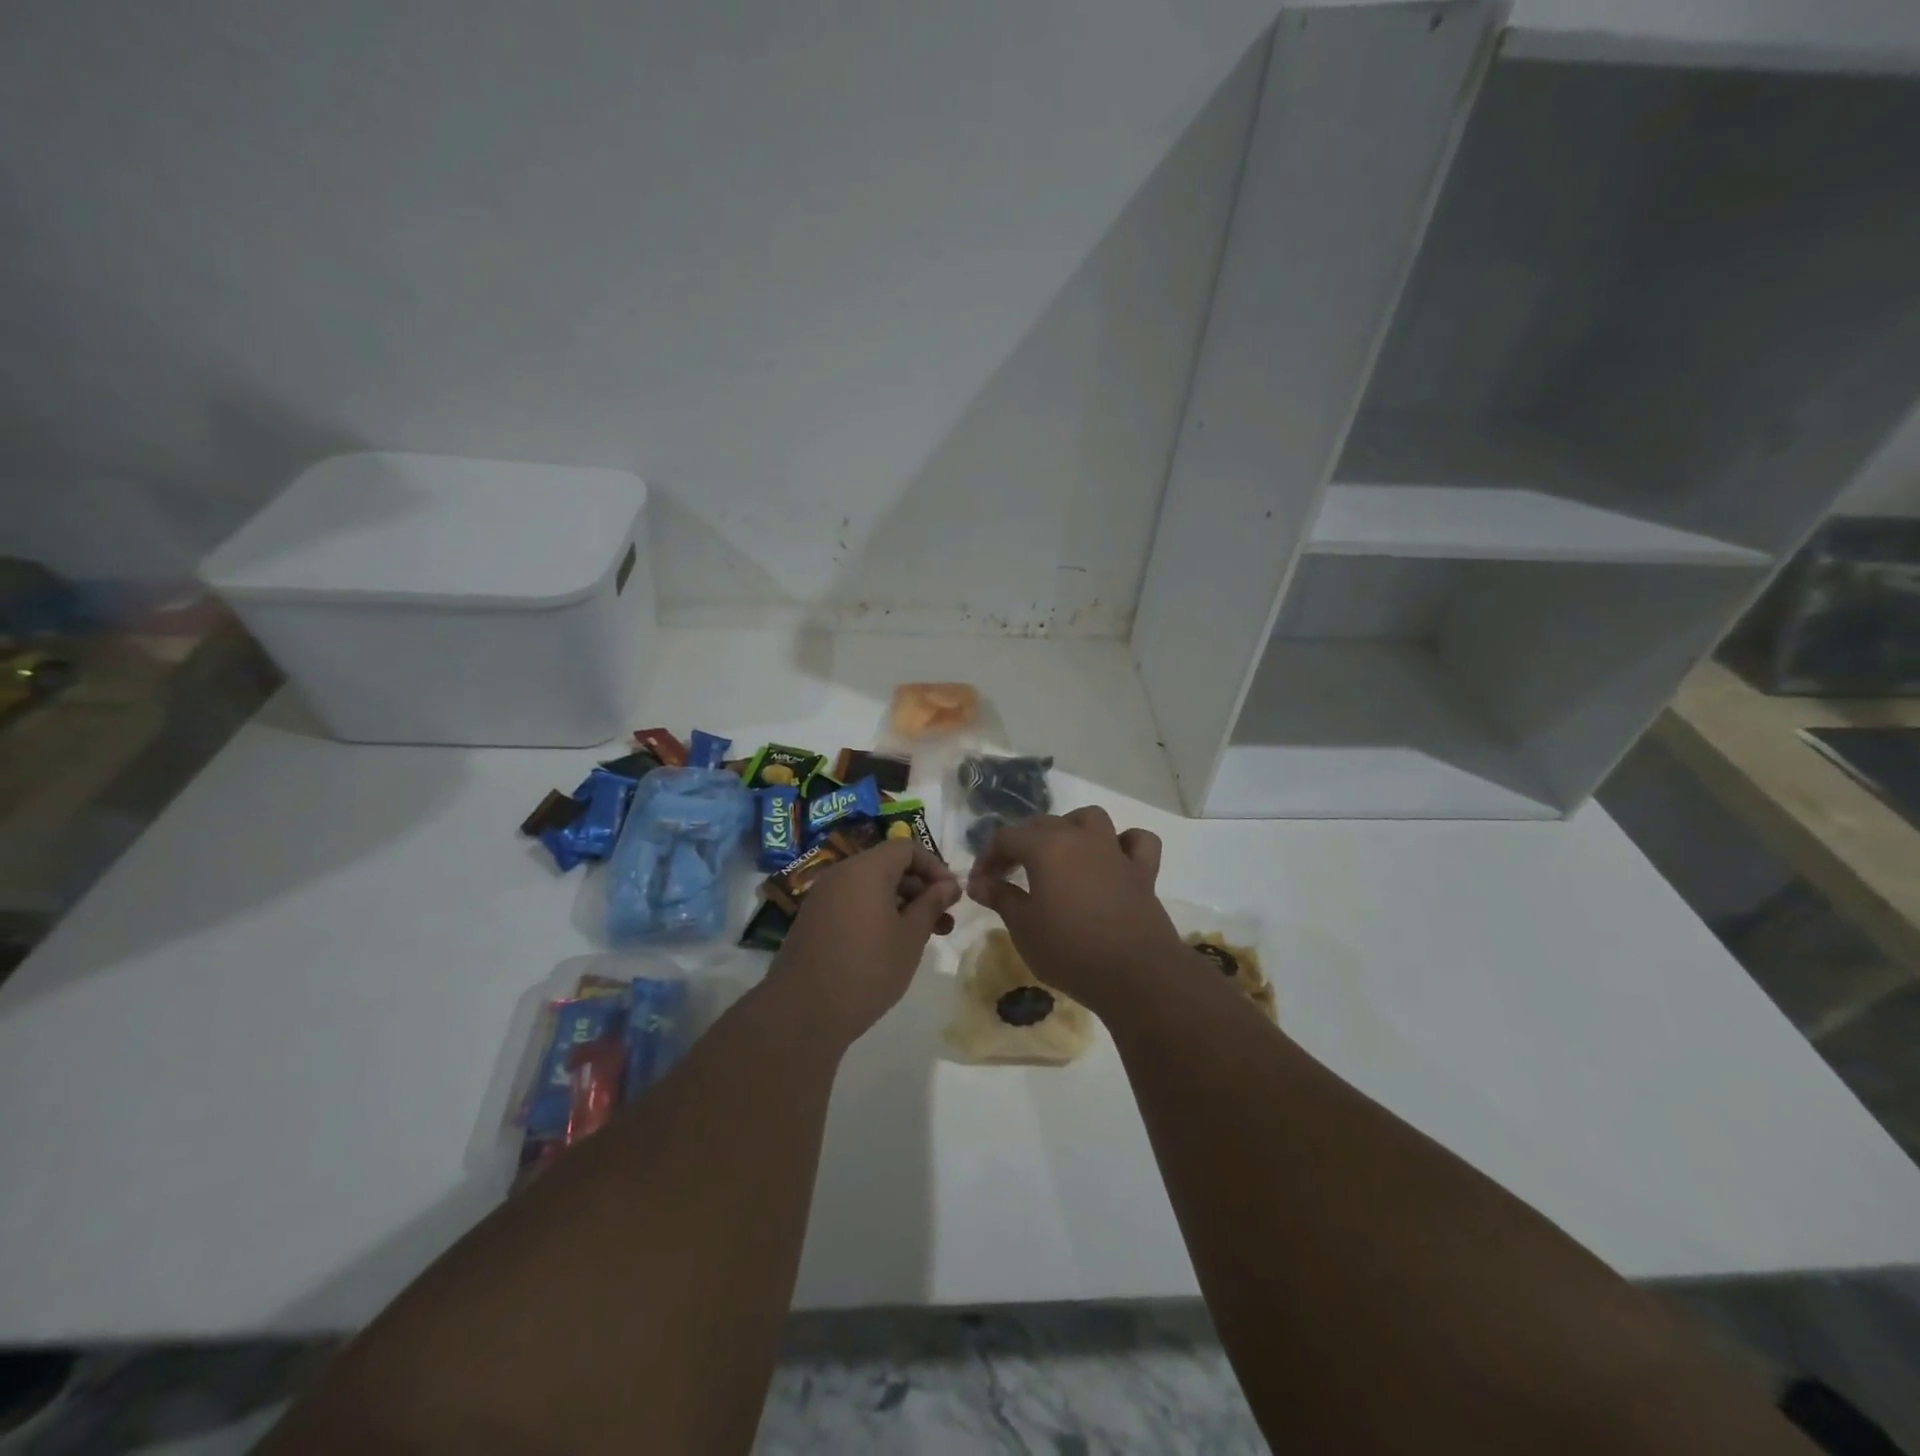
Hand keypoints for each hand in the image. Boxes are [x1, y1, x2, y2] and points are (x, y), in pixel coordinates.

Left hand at [770, 838, 960, 1046]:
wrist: (803, 1012)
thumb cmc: (868, 969)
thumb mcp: (910, 937)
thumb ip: (931, 904)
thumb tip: (949, 884)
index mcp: (866, 869)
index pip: (906, 847)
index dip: (934, 866)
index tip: (952, 895)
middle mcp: (841, 874)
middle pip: (888, 866)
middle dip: (920, 888)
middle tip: (943, 920)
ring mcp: (823, 897)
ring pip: (871, 887)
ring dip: (901, 904)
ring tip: (924, 936)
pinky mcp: (813, 919)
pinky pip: (852, 903)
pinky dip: (876, 913)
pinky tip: (890, 944)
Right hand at [966, 807, 1185, 1009]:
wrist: (1135, 975)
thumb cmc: (1070, 951)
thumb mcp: (1023, 927)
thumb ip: (1000, 897)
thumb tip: (977, 882)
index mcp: (1046, 847)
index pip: (1006, 837)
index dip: (988, 857)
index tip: (980, 883)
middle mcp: (1080, 838)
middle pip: (1043, 824)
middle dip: (1020, 844)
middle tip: (1008, 875)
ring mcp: (1115, 851)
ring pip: (1090, 819)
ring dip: (1070, 829)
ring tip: (1058, 855)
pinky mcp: (1143, 871)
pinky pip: (1136, 841)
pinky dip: (1123, 843)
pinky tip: (1113, 859)